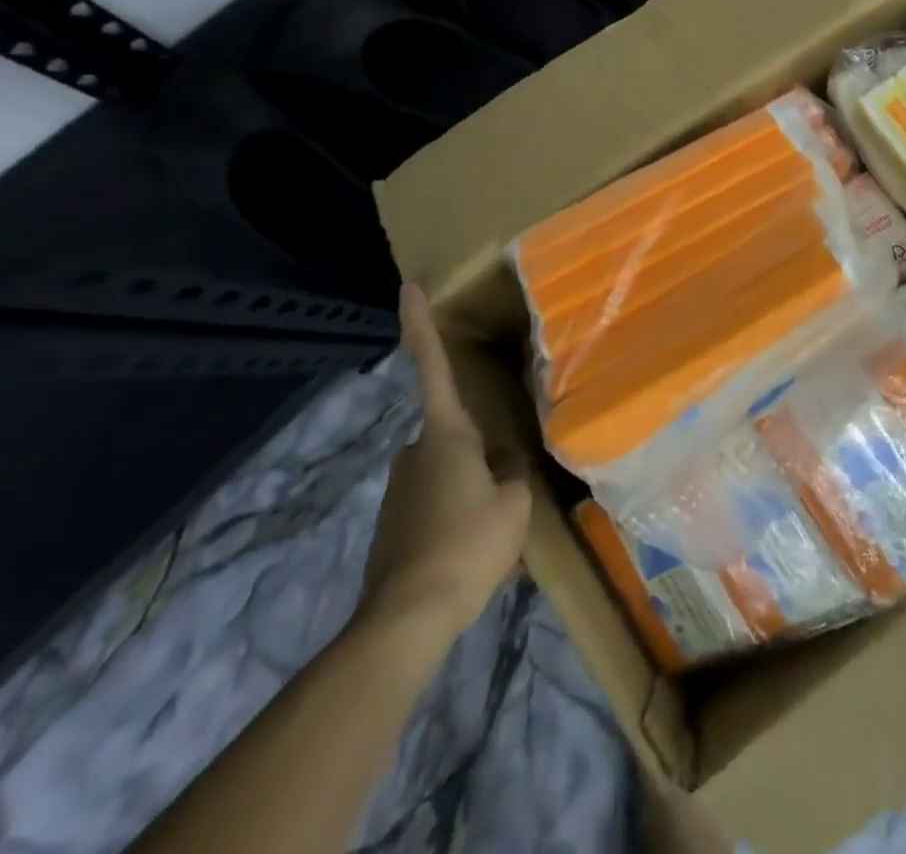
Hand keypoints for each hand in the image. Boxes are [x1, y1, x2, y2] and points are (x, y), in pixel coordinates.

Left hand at [357, 286, 531, 645]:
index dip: (420, 325)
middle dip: (479, 450)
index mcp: (445, 434)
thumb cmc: (467, 546)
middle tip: (505, 485)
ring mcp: (398, 487)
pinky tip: (469, 548)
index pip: (433, 366)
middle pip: (453, 432)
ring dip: (469, 486)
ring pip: (446, 470)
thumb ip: (513, 474)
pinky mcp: (392, 522)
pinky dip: (454, 512)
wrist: (406, 619)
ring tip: (492, 527)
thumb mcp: (514, 506)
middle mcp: (414, 450)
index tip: (408, 287)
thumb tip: (504, 464)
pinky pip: (434, 501)